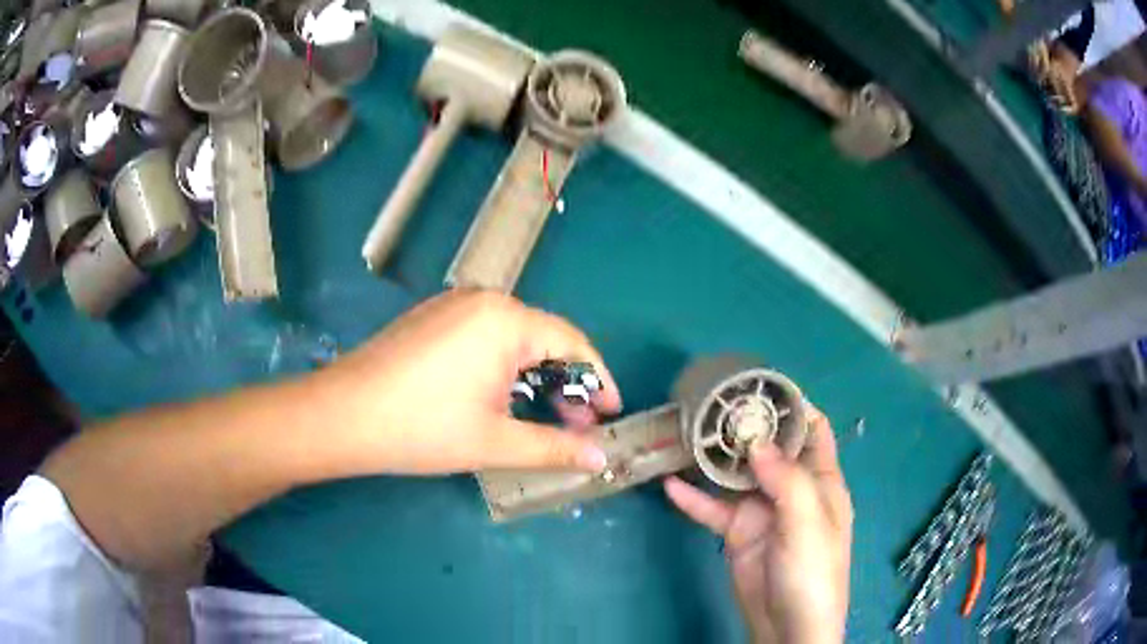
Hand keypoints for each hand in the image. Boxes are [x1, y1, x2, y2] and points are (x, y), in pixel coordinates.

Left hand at [318, 290, 619, 474]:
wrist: (341, 416)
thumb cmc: (421, 428)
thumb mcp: (495, 442)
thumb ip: (554, 448)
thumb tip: (598, 459)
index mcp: (506, 321)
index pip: (574, 343)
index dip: (600, 380)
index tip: (613, 413)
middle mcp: (484, 301)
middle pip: (544, 339)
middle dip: (567, 383)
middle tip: (578, 425)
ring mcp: (453, 306)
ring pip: (514, 339)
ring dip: (535, 377)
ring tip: (543, 417)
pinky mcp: (433, 319)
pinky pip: (485, 338)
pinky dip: (505, 368)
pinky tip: (502, 399)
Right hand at [664, 408, 851, 643]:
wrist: (787, 625)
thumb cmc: (813, 571)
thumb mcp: (808, 523)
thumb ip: (787, 480)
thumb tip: (758, 442)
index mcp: (821, 480)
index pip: (813, 431)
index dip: (794, 407)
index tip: (761, 386)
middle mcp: (791, 489)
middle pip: (768, 448)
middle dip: (745, 426)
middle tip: (712, 403)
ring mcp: (761, 510)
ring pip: (736, 475)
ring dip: (714, 458)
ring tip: (686, 433)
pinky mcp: (736, 532)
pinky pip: (712, 509)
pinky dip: (692, 498)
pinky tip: (670, 485)